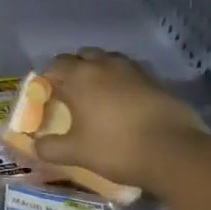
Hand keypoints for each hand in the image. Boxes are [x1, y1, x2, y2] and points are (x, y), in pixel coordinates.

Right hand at [32, 49, 210, 192]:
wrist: (174, 152)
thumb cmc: (117, 148)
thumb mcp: (77, 153)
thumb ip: (51, 148)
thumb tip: (35, 146)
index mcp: (80, 77)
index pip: (56, 65)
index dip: (49, 78)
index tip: (49, 96)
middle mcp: (104, 65)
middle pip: (82, 56)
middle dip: (74, 70)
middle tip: (73, 94)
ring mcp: (133, 70)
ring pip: (109, 60)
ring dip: (100, 71)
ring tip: (100, 95)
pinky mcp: (156, 80)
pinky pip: (131, 72)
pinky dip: (123, 81)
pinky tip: (126, 101)